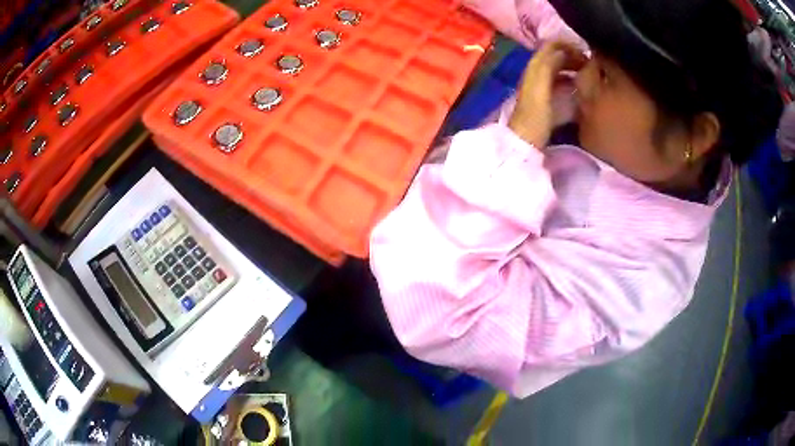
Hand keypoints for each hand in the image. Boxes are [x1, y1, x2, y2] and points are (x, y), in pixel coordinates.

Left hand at [508, 41, 586, 147]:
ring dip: (575, 70)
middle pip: (556, 58)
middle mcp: (537, 74)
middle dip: (574, 57)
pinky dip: (573, 85)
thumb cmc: (535, 115)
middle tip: (593, 64)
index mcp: (535, 68)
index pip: (550, 47)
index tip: (586, 52)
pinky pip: (562, 87)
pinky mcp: (548, 103)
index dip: (567, 45)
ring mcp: (542, 89)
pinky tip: (585, 92)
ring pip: (560, 72)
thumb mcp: (541, 86)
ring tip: (592, 76)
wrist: (526, 141)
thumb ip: (549, 65)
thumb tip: (563, 50)